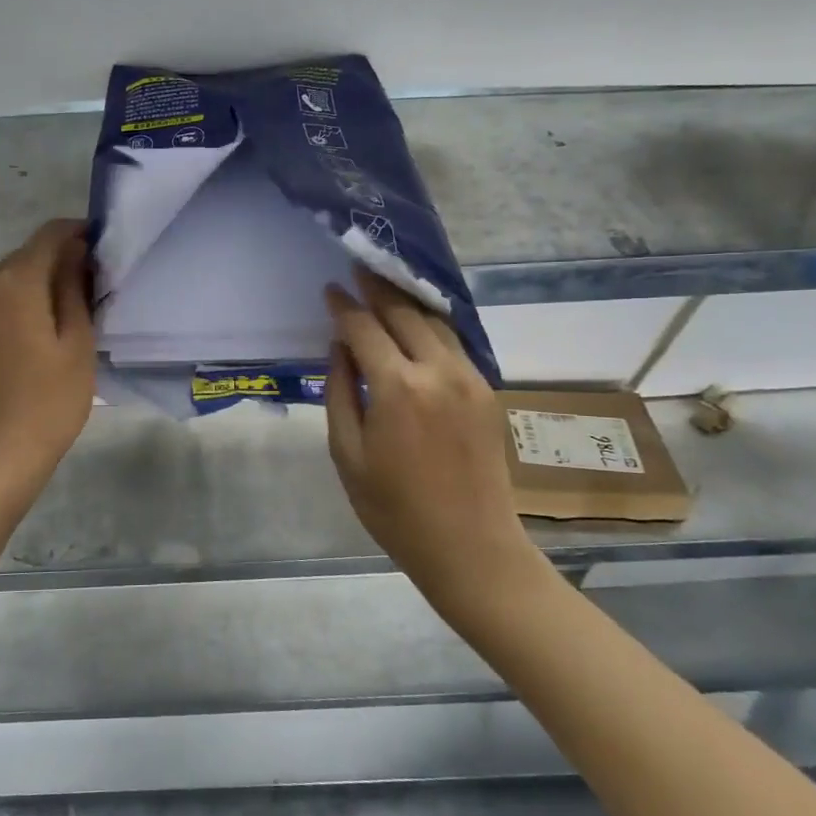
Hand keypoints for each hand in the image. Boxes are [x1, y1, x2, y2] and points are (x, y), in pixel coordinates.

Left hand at [0, 219, 96, 499]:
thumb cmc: (50, 401)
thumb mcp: (77, 343)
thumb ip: (75, 289)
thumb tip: (76, 252)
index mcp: (14, 283)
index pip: (48, 235)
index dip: (78, 232)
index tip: (105, 247)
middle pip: (27, 253)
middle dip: (61, 257)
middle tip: (96, 281)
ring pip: (11, 276)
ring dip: (41, 279)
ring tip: (74, 305)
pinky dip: (22, 299)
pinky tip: (44, 325)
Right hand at [324, 270, 553, 622]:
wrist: (470, 546)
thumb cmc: (394, 509)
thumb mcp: (348, 454)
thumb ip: (340, 393)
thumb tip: (339, 348)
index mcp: (397, 388)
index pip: (364, 328)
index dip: (344, 306)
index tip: (329, 290)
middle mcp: (437, 371)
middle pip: (404, 313)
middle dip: (378, 288)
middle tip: (358, 268)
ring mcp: (469, 378)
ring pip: (434, 322)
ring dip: (407, 301)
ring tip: (385, 285)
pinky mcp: (486, 391)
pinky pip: (454, 344)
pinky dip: (431, 326)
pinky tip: (416, 323)